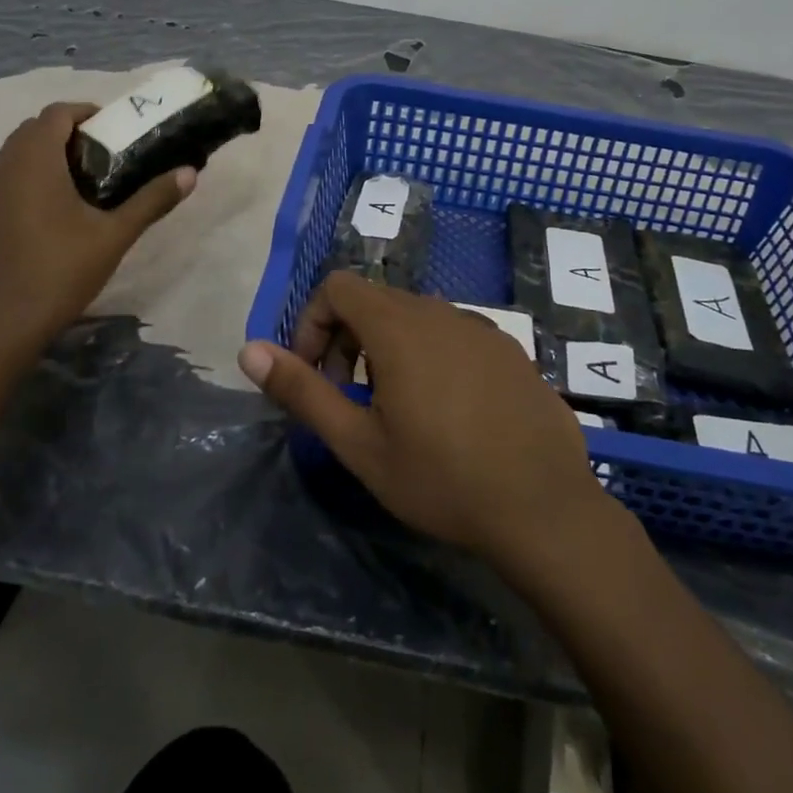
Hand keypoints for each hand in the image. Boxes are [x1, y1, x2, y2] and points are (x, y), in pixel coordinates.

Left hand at [0, 103, 194, 358]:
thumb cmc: (59, 271)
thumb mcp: (115, 235)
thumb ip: (152, 199)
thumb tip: (190, 173)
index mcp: (33, 160)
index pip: (57, 112)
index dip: (87, 113)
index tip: (115, 130)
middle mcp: (2, 166)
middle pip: (34, 130)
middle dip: (69, 133)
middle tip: (104, 155)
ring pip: (16, 155)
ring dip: (46, 155)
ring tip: (82, 182)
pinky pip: (5, 179)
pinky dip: (28, 179)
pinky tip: (51, 211)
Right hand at [238, 273, 613, 565]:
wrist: (543, 506)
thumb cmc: (442, 478)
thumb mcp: (359, 444)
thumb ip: (302, 391)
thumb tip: (248, 351)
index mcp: (399, 325)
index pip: (337, 286)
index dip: (314, 324)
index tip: (318, 377)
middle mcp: (439, 311)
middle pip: (374, 299)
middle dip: (347, 339)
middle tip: (350, 399)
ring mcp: (480, 327)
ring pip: (415, 316)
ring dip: (388, 348)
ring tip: (397, 409)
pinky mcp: (508, 348)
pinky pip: (453, 333)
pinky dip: (430, 355)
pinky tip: (448, 412)